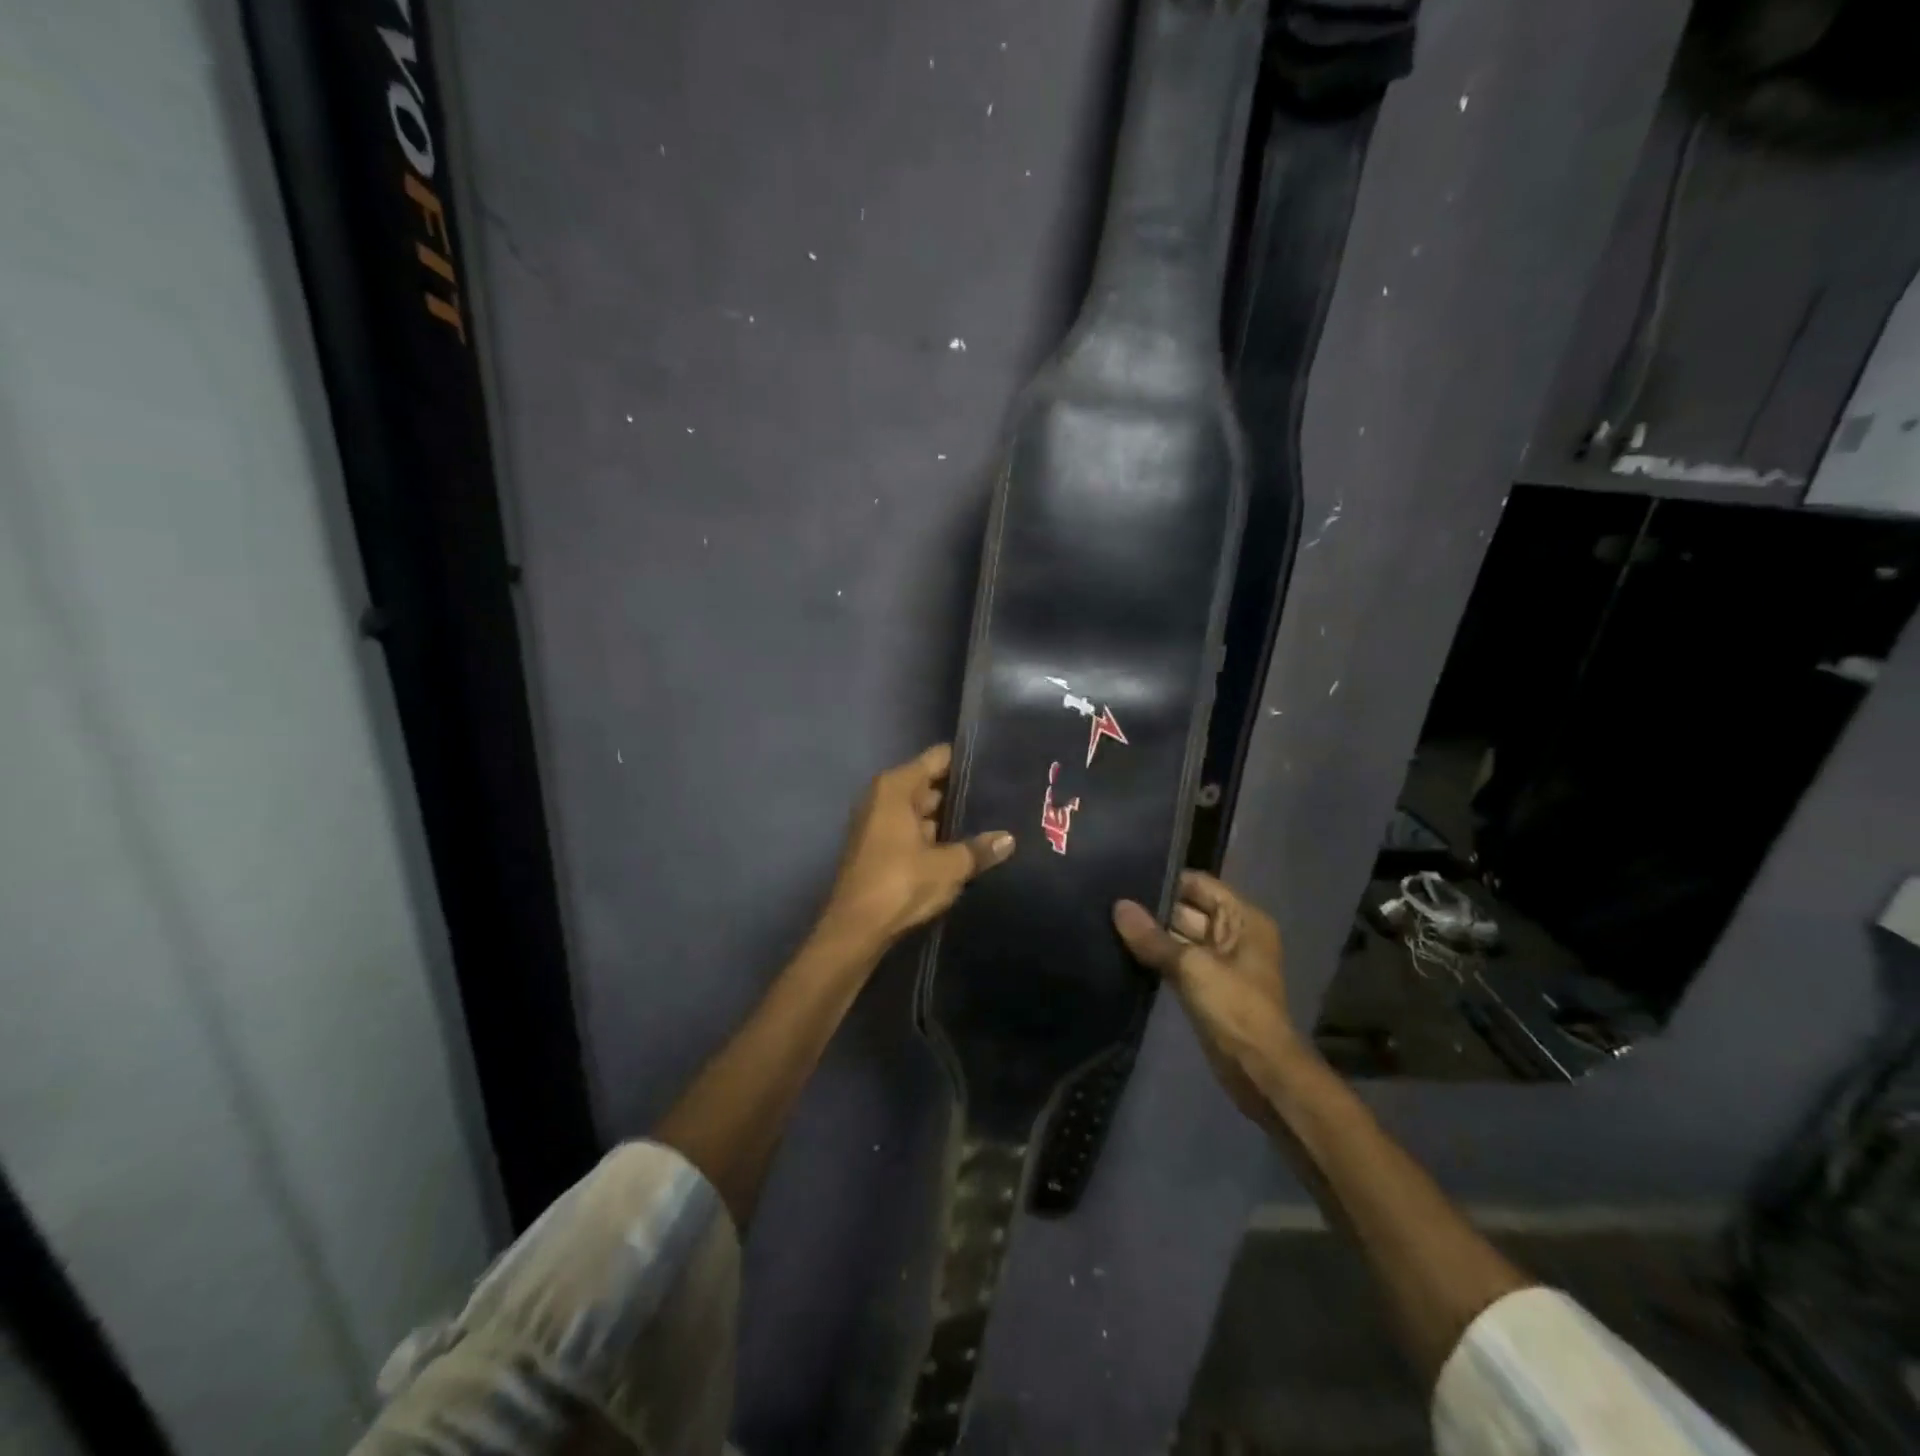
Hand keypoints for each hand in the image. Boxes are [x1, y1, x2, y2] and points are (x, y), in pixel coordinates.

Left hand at [817, 744, 1013, 953]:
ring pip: (922, 811)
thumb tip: (1009, 839)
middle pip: (930, 784)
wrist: (855, 929)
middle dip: (961, 794)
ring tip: (990, 822)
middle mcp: (883, 797)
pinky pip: (912, 830)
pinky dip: (933, 837)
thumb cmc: (900, 884)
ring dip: (948, 820)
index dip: (966, 762)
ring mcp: (878, 822)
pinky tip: (963, 847)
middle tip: (1000, 799)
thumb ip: (979, 850)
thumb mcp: (948, 867)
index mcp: (896, 788)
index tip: (995, 767)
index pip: (937, 758)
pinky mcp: (877, 847)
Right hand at [1113, 872, 1303, 1127]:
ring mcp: (1219, 961)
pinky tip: (1122, 948)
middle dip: (1152, 907)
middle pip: (1188, 908)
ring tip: (1108, 920)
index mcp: (1243, 919)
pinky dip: (1155, 956)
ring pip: (1179, 936)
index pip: (1199, 884)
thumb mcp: (1192, 966)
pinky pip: (1176, 960)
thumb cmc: (1235, 1008)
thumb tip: (1118, 906)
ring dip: (1151, 933)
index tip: (1126, 876)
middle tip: (1109, 898)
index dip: (1166, 879)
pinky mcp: (1205, 986)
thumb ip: (1153, 937)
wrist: (1259, 1070)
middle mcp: (1233, 934)